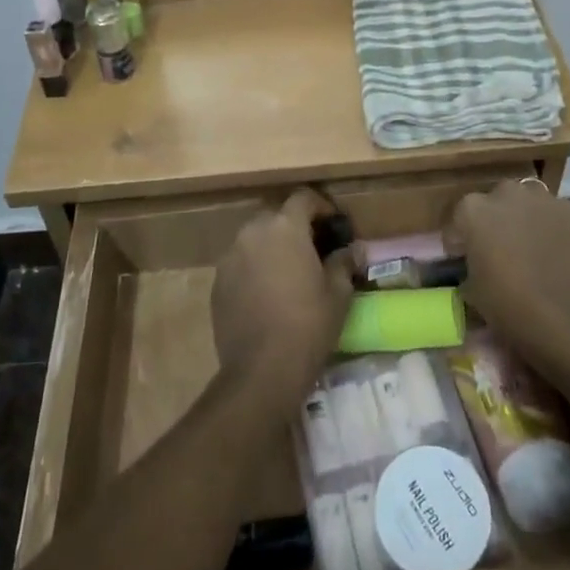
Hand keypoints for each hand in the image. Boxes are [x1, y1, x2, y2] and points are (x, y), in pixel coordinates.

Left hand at [212, 189, 353, 407]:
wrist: (261, 371)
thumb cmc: (308, 325)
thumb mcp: (338, 293)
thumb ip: (344, 262)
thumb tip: (351, 250)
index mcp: (285, 227)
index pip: (303, 198)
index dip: (321, 206)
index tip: (334, 224)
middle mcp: (253, 232)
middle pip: (276, 215)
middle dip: (295, 226)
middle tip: (314, 248)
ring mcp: (230, 256)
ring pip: (255, 238)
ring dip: (272, 246)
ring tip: (289, 271)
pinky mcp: (217, 281)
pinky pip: (240, 262)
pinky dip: (255, 267)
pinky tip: (268, 292)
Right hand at [446, 180, 569, 367]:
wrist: (569, 317)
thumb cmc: (510, 306)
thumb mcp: (473, 292)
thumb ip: (471, 269)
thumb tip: (477, 268)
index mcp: (473, 210)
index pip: (459, 219)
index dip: (461, 240)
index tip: (465, 258)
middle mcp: (506, 193)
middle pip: (497, 202)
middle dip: (498, 222)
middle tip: (503, 251)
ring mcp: (545, 199)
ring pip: (531, 204)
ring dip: (529, 220)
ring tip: (535, 250)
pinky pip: (561, 217)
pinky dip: (559, 231)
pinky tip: (564, 256)